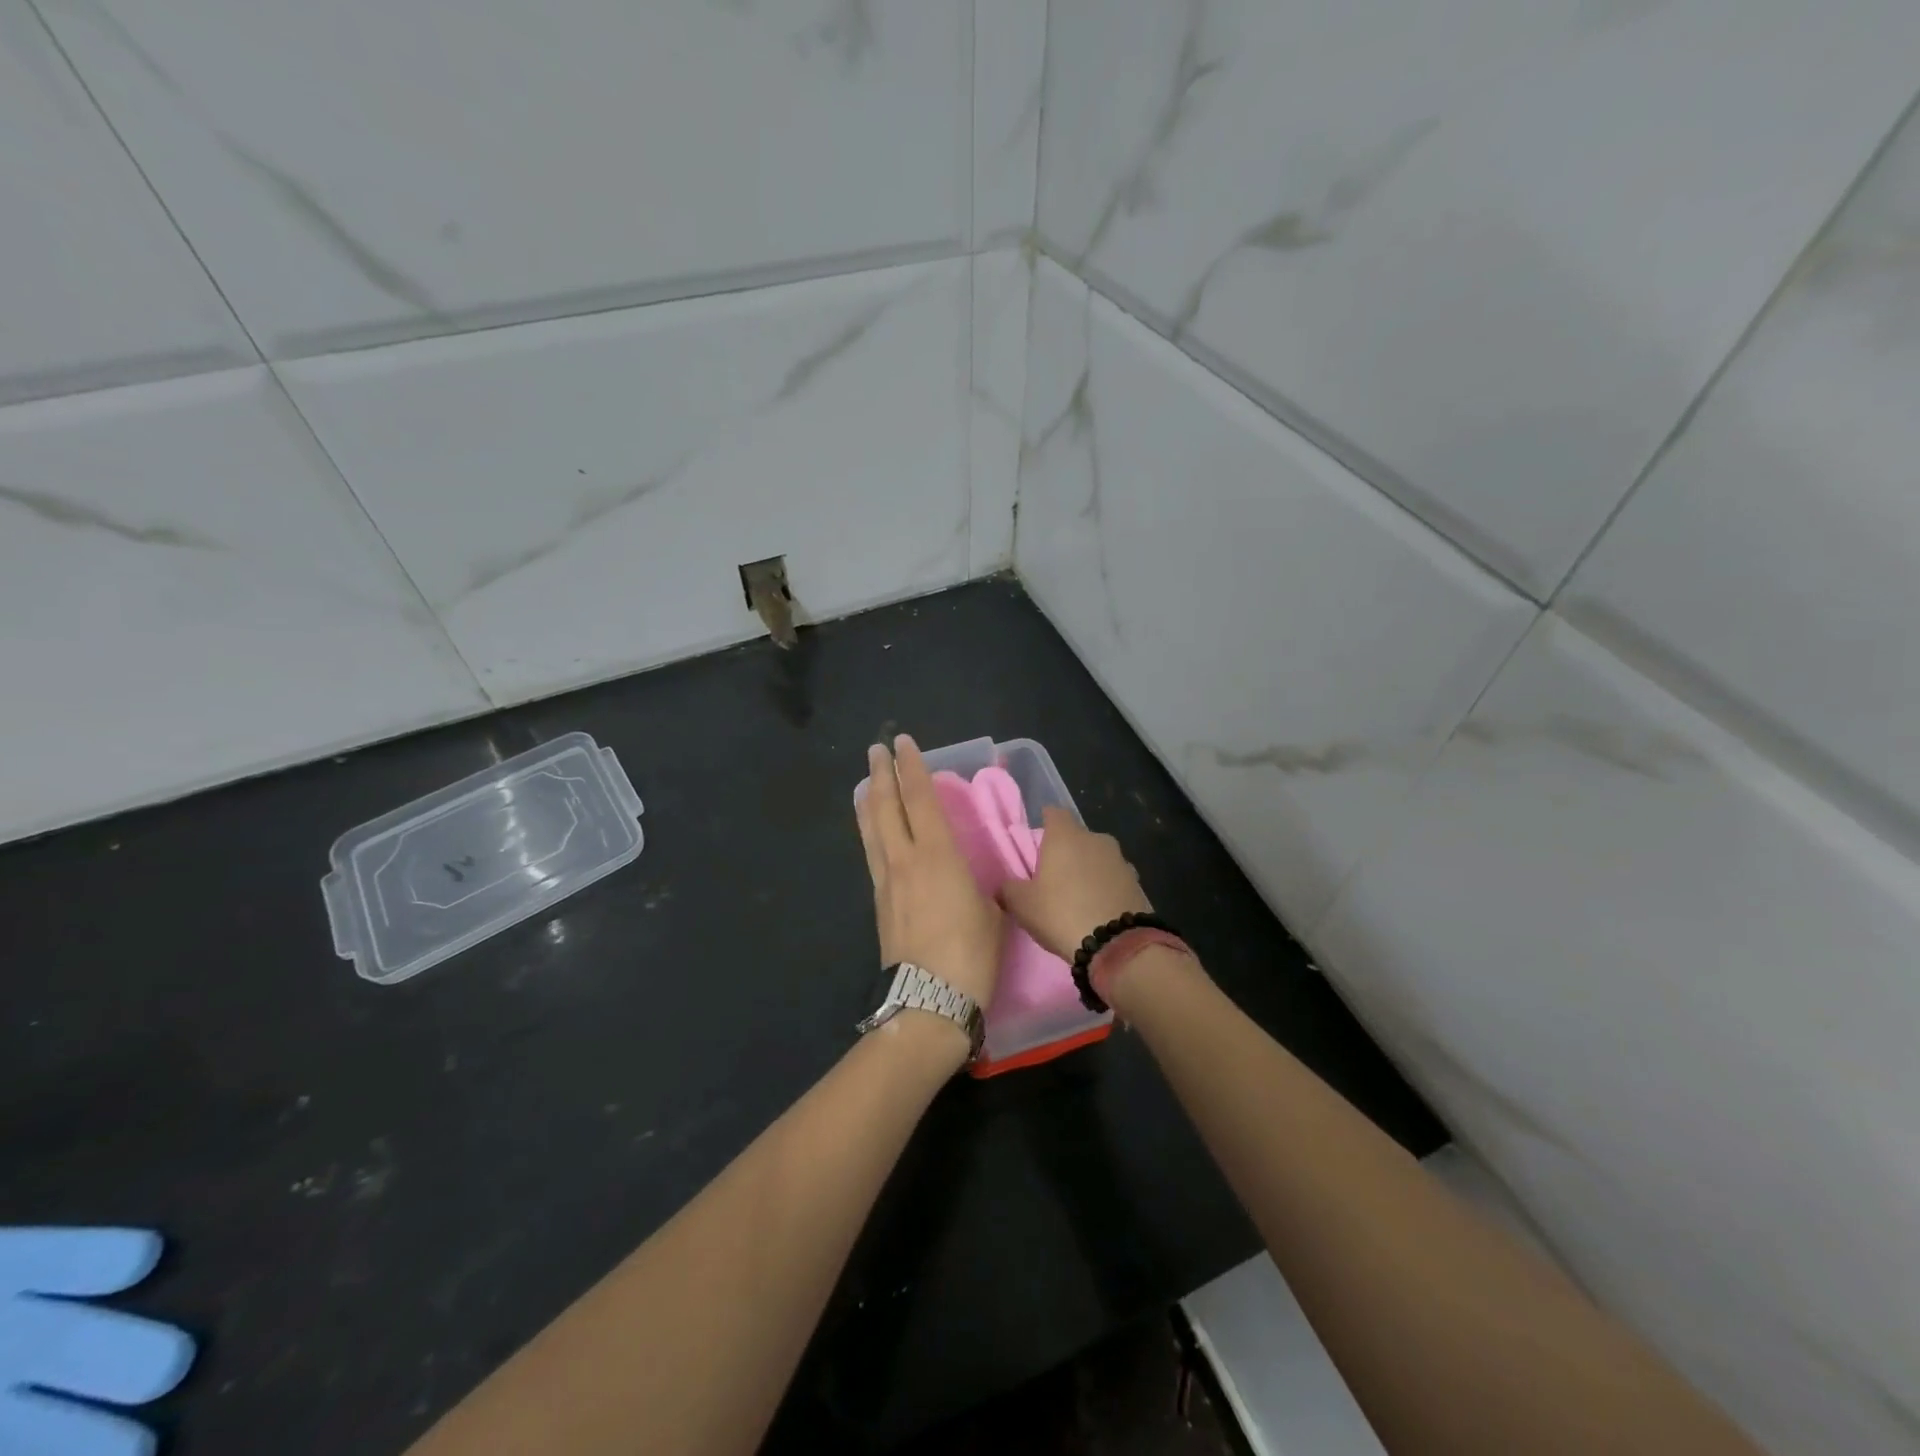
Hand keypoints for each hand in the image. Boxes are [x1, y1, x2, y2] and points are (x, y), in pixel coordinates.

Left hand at [855, 736, 1002, 1011]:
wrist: (928, 1000)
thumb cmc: (971, 954)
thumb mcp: (990, 910)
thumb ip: (978, 884)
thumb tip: (970, 879)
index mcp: (937, 855)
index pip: (921, 798)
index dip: (912, 767)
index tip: (904, 743)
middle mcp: (905, 859)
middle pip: (888, 807)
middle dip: (883, 774)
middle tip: (877, 750)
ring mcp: (887, 881)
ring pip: (872, 829)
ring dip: (870, 800)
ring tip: (867, 781)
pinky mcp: (880, 902)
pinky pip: (872, 853)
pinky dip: (870, 831)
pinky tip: (872, 830)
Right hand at [999, 807, 1151, 959]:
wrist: (1117, 944)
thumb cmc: (1061, 913)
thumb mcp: (1022, 904)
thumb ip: (1009, 889)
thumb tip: (1005, 887)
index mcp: (1065, 836)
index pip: (1054, 813)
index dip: (1045, 823)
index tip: (1039, 839)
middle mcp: (1095, 839)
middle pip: (1077, 837)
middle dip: (1067, 850)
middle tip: (1054, 875)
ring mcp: (1120, 860)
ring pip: (1098, 857)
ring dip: (1089, 869)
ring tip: (1078, 895)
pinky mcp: (1137, 882)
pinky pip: (1114, 878)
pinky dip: (1106, 886)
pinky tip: (1099, 908)